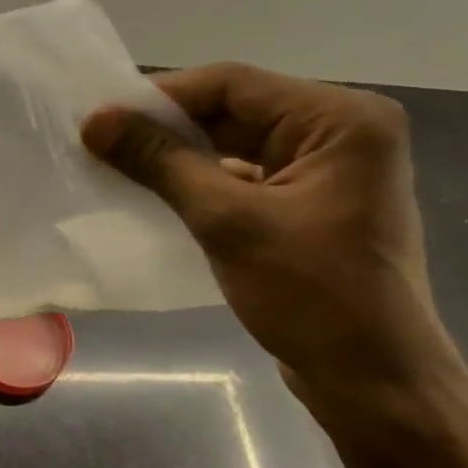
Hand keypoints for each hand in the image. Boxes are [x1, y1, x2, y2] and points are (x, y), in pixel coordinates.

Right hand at [83, 63, 458, 411]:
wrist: (373, 383)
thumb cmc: (312, 296)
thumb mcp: (228, 222)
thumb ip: (161, 162)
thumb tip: (95, 122)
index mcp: (341, 119)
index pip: (234, 84)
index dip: (162, 96)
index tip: (101, 117)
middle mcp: (341, 131)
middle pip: (236, 110)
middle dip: (168, 126)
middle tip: (102, 140)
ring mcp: (328, 169)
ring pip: (237, 143)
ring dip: (180, 154)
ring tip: (119, 162)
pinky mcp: (312, 202)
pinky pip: (246, 175)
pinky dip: (202, 181)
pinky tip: (157, 192)